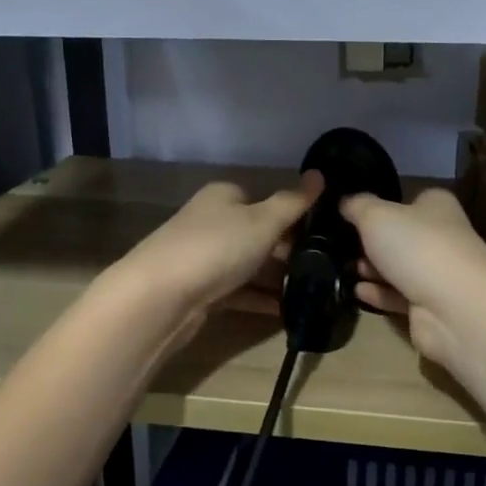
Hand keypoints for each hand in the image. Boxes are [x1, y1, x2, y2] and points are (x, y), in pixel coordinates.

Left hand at [114, 175, 322, 339]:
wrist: (159, 298)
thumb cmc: (216, 247)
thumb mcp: (263, 221)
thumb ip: (294, 202)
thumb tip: (320, 174)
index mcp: (224, 196)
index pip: (264, 198)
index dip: (293, 213)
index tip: (324, 232)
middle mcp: (212, 222)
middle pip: (258, 232)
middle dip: (289, 249)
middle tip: (325, 264)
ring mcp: (205, 257)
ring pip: (250, 264)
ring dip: (277, 277)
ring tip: (314, 289)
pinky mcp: (202, 290)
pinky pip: (240, 291)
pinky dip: (261, 299)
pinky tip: (289, 310)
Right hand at [341, 188, 485, 365]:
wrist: (454, 307)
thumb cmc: (417, 247)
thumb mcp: (376, 216)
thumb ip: (357, 206)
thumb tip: (345, 201)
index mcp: (437, 206)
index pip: (409, 200)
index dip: (383, 205)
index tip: (353, 213)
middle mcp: (443, 237)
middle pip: (403, 236)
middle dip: (373, 242)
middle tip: (344, 245)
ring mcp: (439, 274)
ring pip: (400, 268)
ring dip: (374, 269)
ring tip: (346, 268)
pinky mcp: (432, 307)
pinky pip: (400, 296)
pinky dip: (379, 294)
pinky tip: (356, 291)